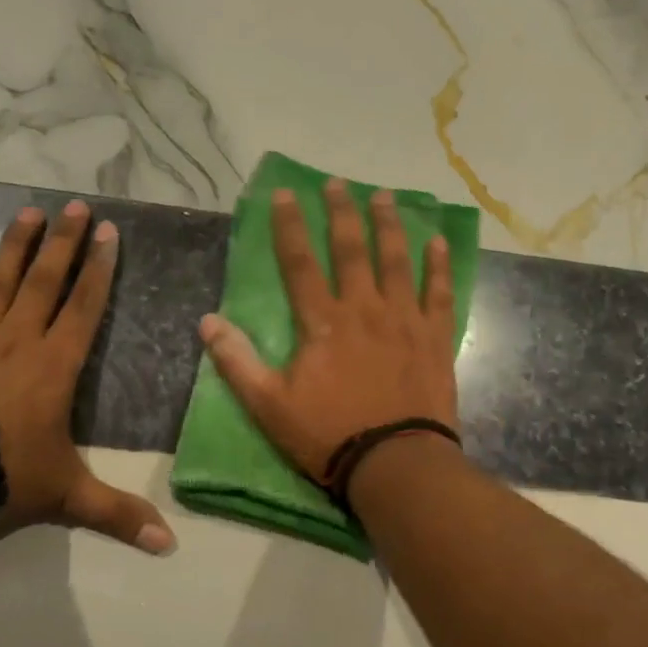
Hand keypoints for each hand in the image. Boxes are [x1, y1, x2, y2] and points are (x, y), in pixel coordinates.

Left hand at [0, 199, 175, 553]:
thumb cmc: (5, 478)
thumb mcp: (68, 497)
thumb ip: (119, 515)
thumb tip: (171, 545)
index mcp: (56, 366)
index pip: (85, 307)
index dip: (99, 269)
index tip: (108, 233)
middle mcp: (18, 341)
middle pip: (45, 282)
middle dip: (64, 243)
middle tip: (75, 206)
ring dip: (15, 247)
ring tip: (29, 212)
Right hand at [198, 180, 458, 483]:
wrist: (395, 463)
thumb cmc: (329, 435)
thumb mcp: (269, 405)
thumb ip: (237, 361)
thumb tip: (207, 322)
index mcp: (323, 322)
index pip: (299, 262)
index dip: (289, 226)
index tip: (285, 193)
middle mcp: (364, 308)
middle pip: (351, 249)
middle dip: (342, 212)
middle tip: (338, 183)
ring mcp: (404, 320)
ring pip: (396, 260)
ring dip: (389, 225)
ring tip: (385, 196)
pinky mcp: (435, 338)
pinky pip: (439, 293)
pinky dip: (439, 266)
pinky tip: (438, 242)